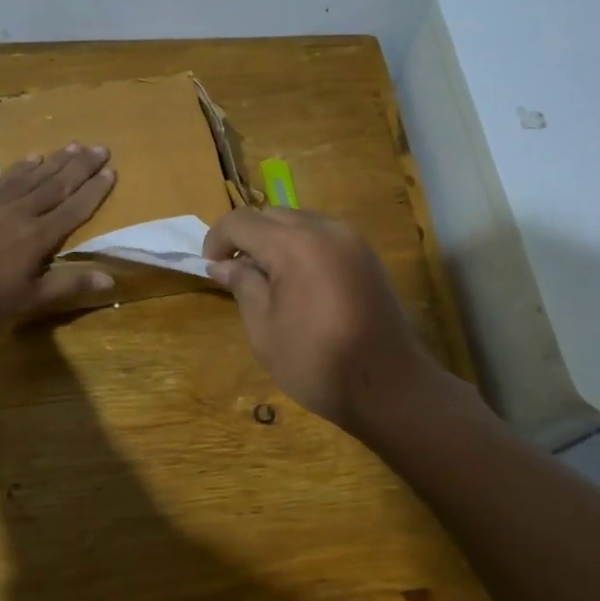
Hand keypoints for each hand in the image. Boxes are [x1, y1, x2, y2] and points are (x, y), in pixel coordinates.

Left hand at [0, 145, 116, 322]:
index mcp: (40, 236)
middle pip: (58, 183)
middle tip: (102, 147)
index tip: (112, 170)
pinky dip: (23, 166)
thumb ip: (68, 286)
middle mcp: (23, 211)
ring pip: (35, 175)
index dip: (95, 190)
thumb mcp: (29, 300)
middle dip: (82, 166)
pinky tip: (33, 157)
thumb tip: (109, 278)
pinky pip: (7, 177)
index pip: (75, 208)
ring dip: (57, 160)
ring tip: (75, 146)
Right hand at [202, 207, 445, 429]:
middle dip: (247, 237)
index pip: (243, 221)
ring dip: (275, 240)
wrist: (388, 385)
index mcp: (295, 245)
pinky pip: (324, 237)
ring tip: (267, 279)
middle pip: (272, 215)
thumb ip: (243, 285)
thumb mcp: (264, 328)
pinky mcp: (367, 257)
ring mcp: (352, 241)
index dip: (218, 238)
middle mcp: (326, 230)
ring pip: (300, 222)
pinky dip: (302, 247)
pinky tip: (298, 282)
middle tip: (236, 273)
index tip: (211, 266)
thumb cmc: (315, 362)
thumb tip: (223, 264)